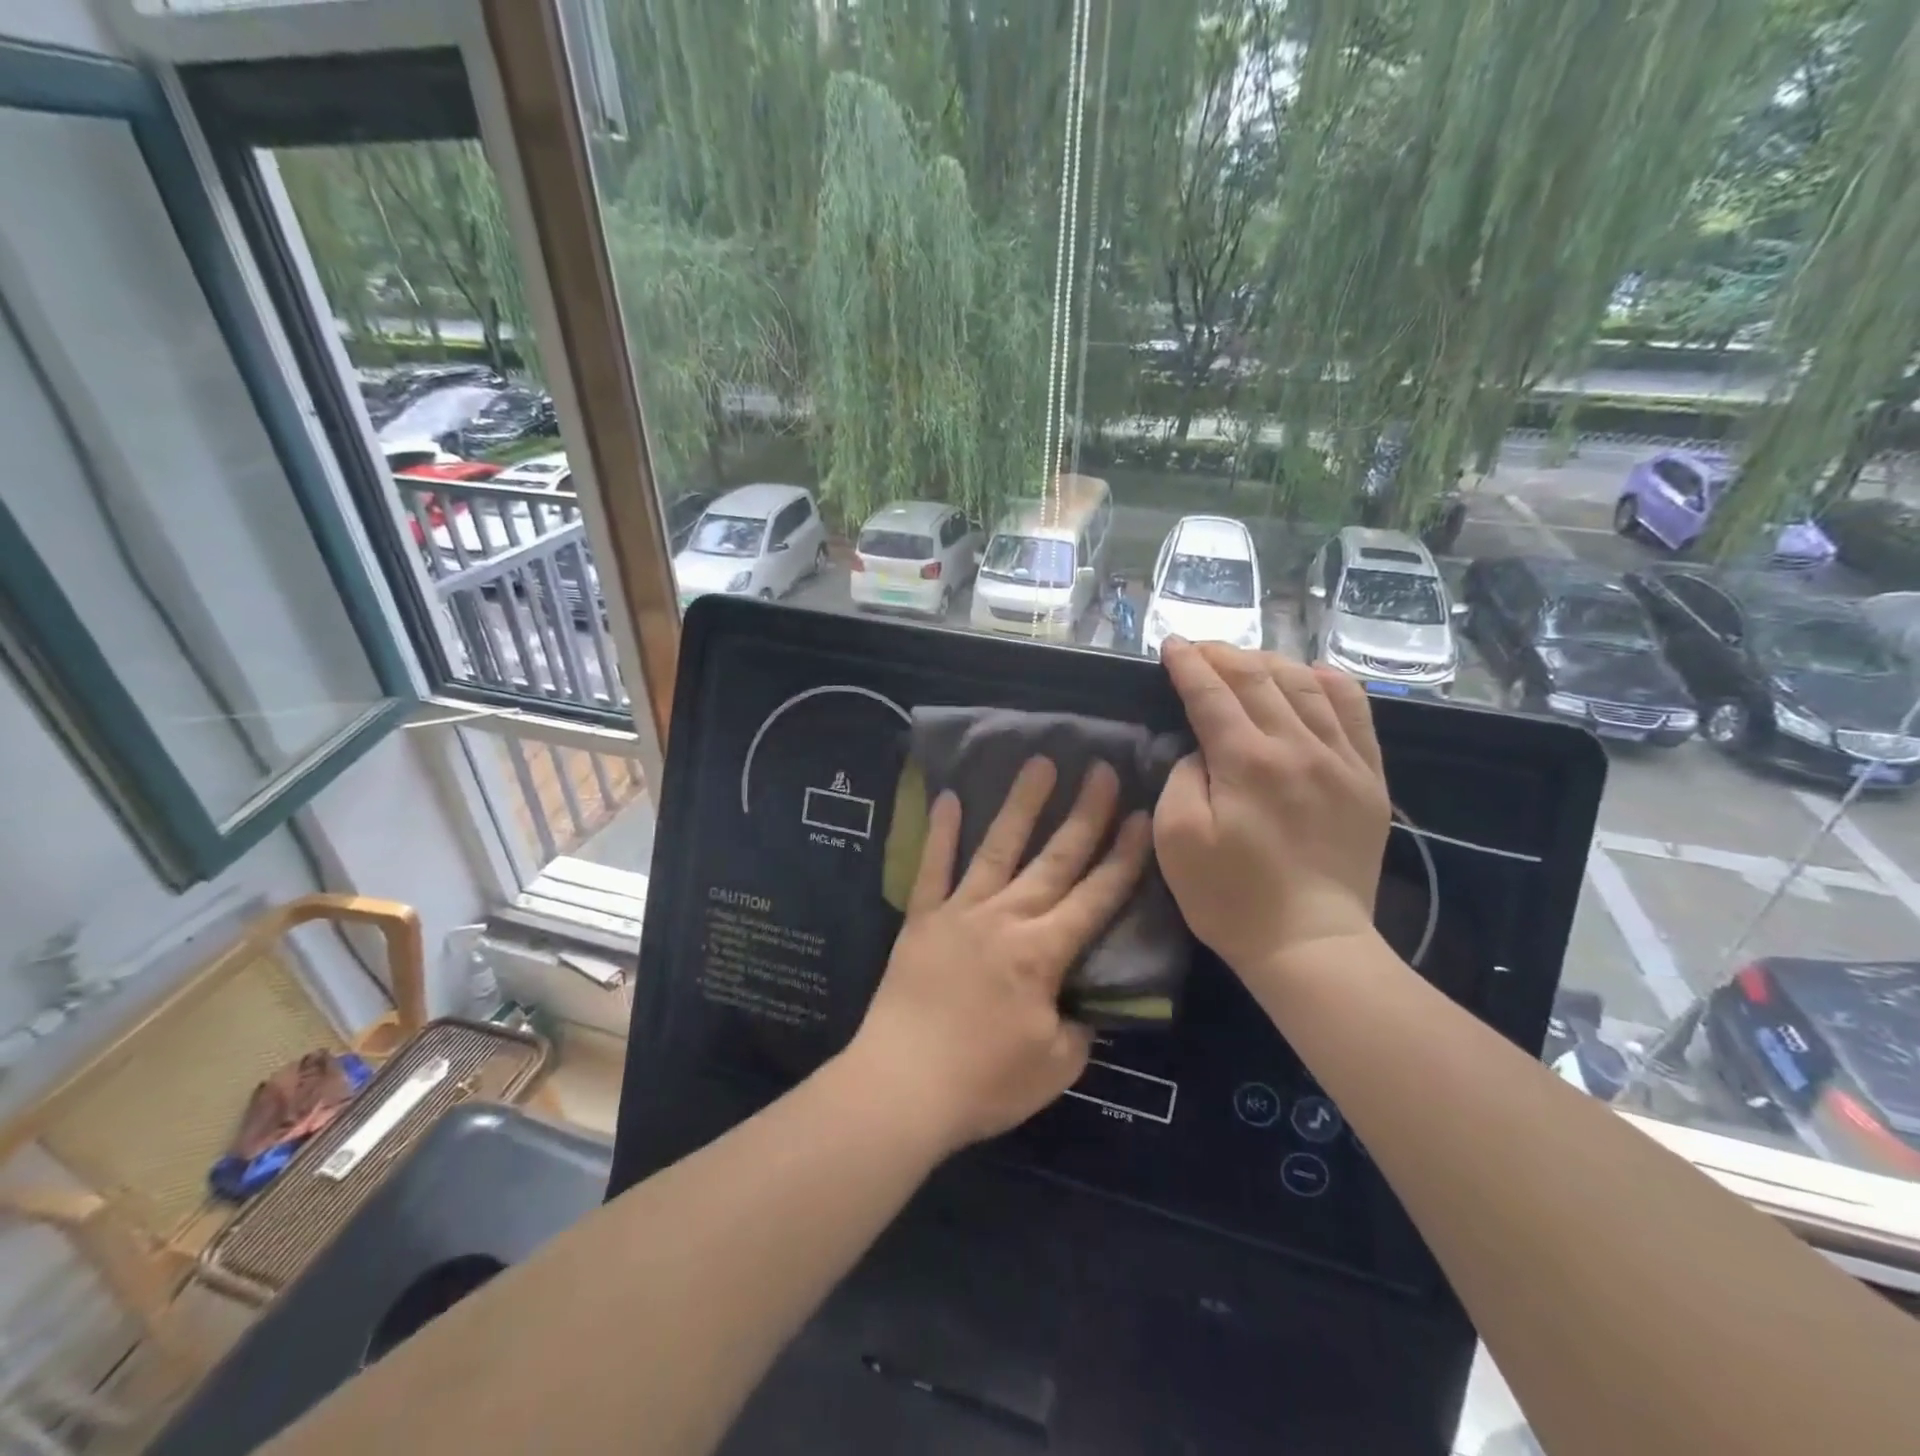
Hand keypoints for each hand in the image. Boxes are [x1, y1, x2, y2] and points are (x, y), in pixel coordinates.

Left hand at [844, 756, 1152, 1152]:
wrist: (901, 1087)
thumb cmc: (984, 1082)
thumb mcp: (1054, 1066)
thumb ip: (1077, 1027)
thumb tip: (1077, 1002)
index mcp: (1043, 952)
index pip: (1096, 896)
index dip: (1124, 857)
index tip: (1142, 816)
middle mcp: (1006, 918)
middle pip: (1055, 859)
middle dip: (1085, 814)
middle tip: (1102, 771)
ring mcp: (960, 912)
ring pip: (998, 848)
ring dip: (1021, 805)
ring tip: (1039, 763)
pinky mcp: (922, 919)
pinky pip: (933, 868)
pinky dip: (941, 833)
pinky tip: (948, 797)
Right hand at [1154, 639, 1390, 981]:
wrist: (1311, 945)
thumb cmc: (1230, 898)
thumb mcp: (1177, 841)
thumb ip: (1182, 779)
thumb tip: (1202, 749)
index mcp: (1247, 761)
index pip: (1212, 693)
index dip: (1188, 664)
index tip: (1170, 644)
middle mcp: (1298, 747)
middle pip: (1258, 679)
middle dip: (1223, 655)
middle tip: (1199, 649)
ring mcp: (1342, 760)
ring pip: (1307, 684)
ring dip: (1270, 663)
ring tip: (1246, 661)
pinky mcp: (1369, 779)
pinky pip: (1357, 711)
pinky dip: (1330, 682)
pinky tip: (1311, 676)